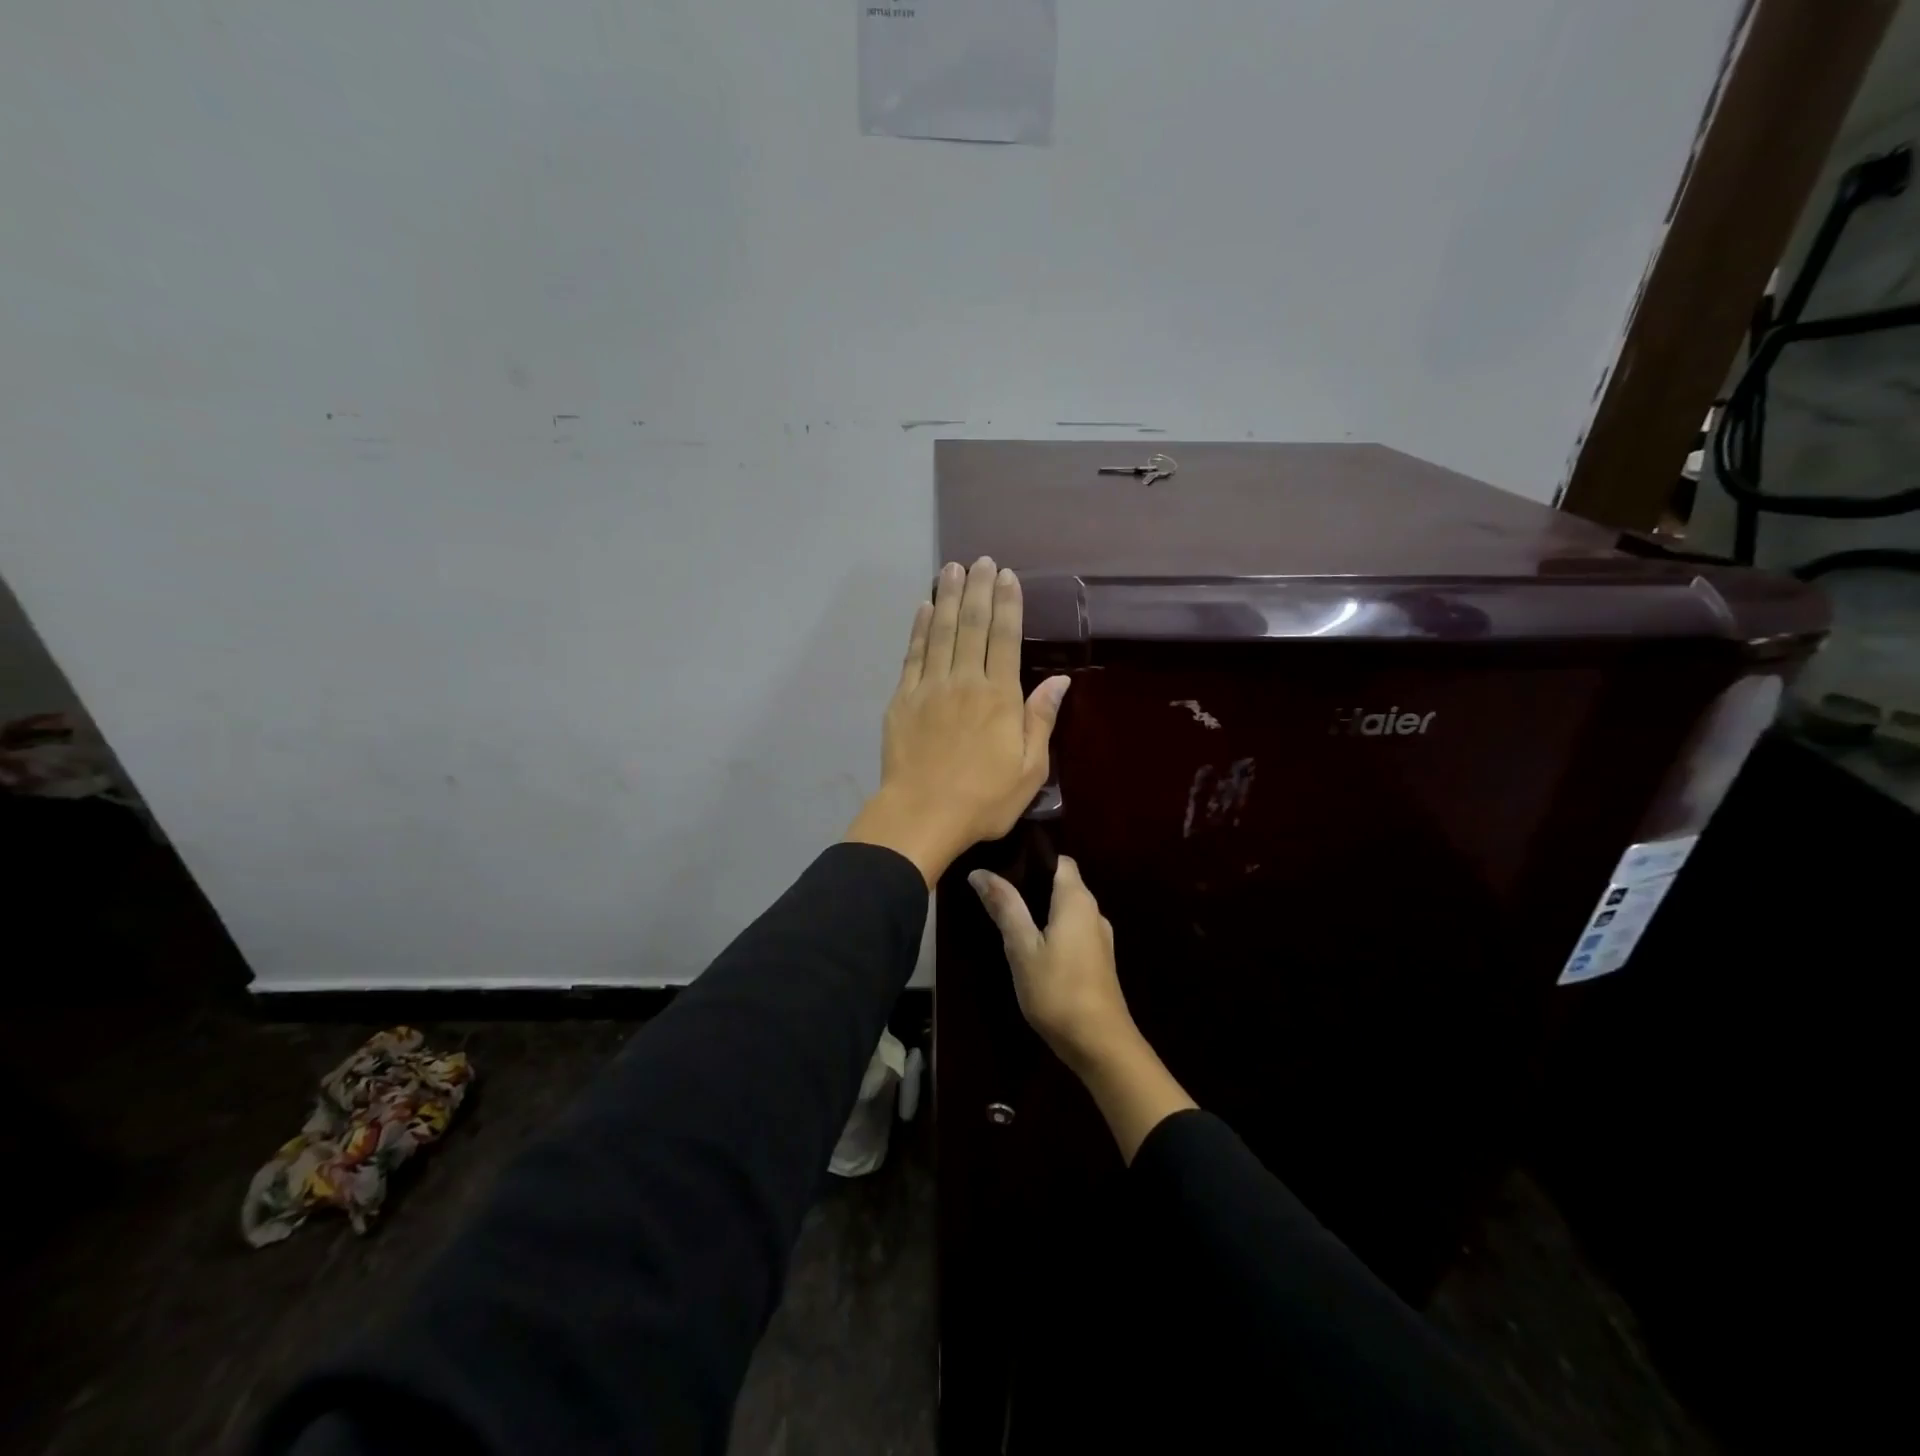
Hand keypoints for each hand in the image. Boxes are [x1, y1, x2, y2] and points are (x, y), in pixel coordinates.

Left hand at [844, 558, 1069, 885]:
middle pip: (972, 625)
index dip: (1007, 604)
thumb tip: (1060, 681)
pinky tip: (923, 607)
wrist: (922, 815)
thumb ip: (1041, 720)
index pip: (1005, 638)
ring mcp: (930, 687)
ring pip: (940, 632)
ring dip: (947, 597)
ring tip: (952, 568)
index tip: (1007, 576)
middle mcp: (965, 681)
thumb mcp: (1029, 769)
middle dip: (978, 589)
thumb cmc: (983, 800)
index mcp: (1000, 697)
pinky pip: (913, 654)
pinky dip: (919, 628)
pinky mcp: (903, 699)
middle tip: (981, 561)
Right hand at [967, 855, 1134, 1073]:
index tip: (1002, 861)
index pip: (1059, 860)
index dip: (1032, 857)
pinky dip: (1051, 928)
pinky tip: (1029, 944)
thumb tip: (980, 872)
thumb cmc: (1058, 990)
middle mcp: (1093, 911)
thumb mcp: (1022, 947)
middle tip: (995, 890)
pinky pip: (1072, 929)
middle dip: (1031, 882)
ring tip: (1007, 915)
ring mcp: (1099, 937)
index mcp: (1077, 900)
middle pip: (1062, 883)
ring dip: (1040, 908)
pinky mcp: (1098, 959)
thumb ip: (1005, 907)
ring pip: (1066, 908)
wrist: (1100, 1044)